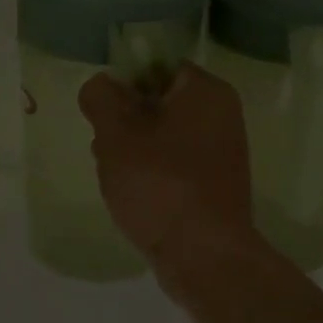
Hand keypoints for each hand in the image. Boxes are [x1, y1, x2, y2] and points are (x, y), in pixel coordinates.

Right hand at [79, 64, 262, 279]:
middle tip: (103, 146)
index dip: (123, 83)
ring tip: (113, 175)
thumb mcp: (117, 134)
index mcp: (206, 91)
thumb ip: (102, 99)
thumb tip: (101, 85)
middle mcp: (221, 115)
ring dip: (133, 150)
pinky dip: (151, 173)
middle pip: (158, 102)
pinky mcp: (214, 185)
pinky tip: (132, 195)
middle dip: (125, 122)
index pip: (156, 66)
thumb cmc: (160, 185)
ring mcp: (221, 152)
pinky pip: (174, 165)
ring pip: (163, 136)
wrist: (204, 257)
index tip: (101, 112)